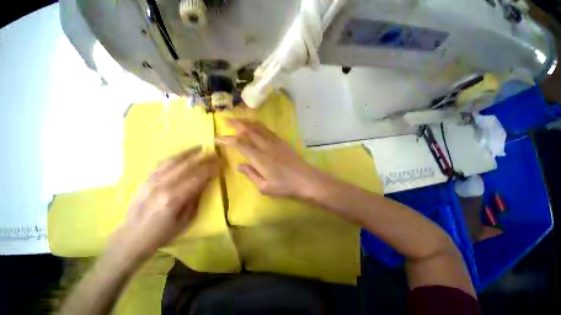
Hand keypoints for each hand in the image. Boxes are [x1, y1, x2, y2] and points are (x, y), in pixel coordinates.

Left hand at [110, 146, 217, 260]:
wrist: (131, 236)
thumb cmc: (163, 232)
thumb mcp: (186, 218)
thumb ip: (197, 196)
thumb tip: (207, 180)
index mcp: (174, 198)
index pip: (198, 176)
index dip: (212, 168)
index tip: (222, 163)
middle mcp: (163, 185)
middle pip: (188, 165)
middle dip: (205, 158)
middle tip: (216, 154)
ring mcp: (152, 180)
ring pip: (175, 160)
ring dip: (191, 152)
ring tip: (202, 148)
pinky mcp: (146, 179)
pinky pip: (163, 162)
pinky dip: (176, 156)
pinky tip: (184, 154)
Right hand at [216, 119, 323, 198]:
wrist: (306, 180)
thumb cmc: (285, 186)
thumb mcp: (265, 187)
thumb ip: (251, 174)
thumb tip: (239, 165)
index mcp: (260, 158)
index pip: (240, 144)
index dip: (228, 140)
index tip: (218, 138)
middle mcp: (266, 146)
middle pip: (249, 130)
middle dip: (236, 124)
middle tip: (226, 120)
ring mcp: (276, 142)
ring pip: (259, 128)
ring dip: (247, 122)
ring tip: (238, 119)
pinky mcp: (282, 142)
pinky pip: (268, 130)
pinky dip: (259, 125)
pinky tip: (256, 126)